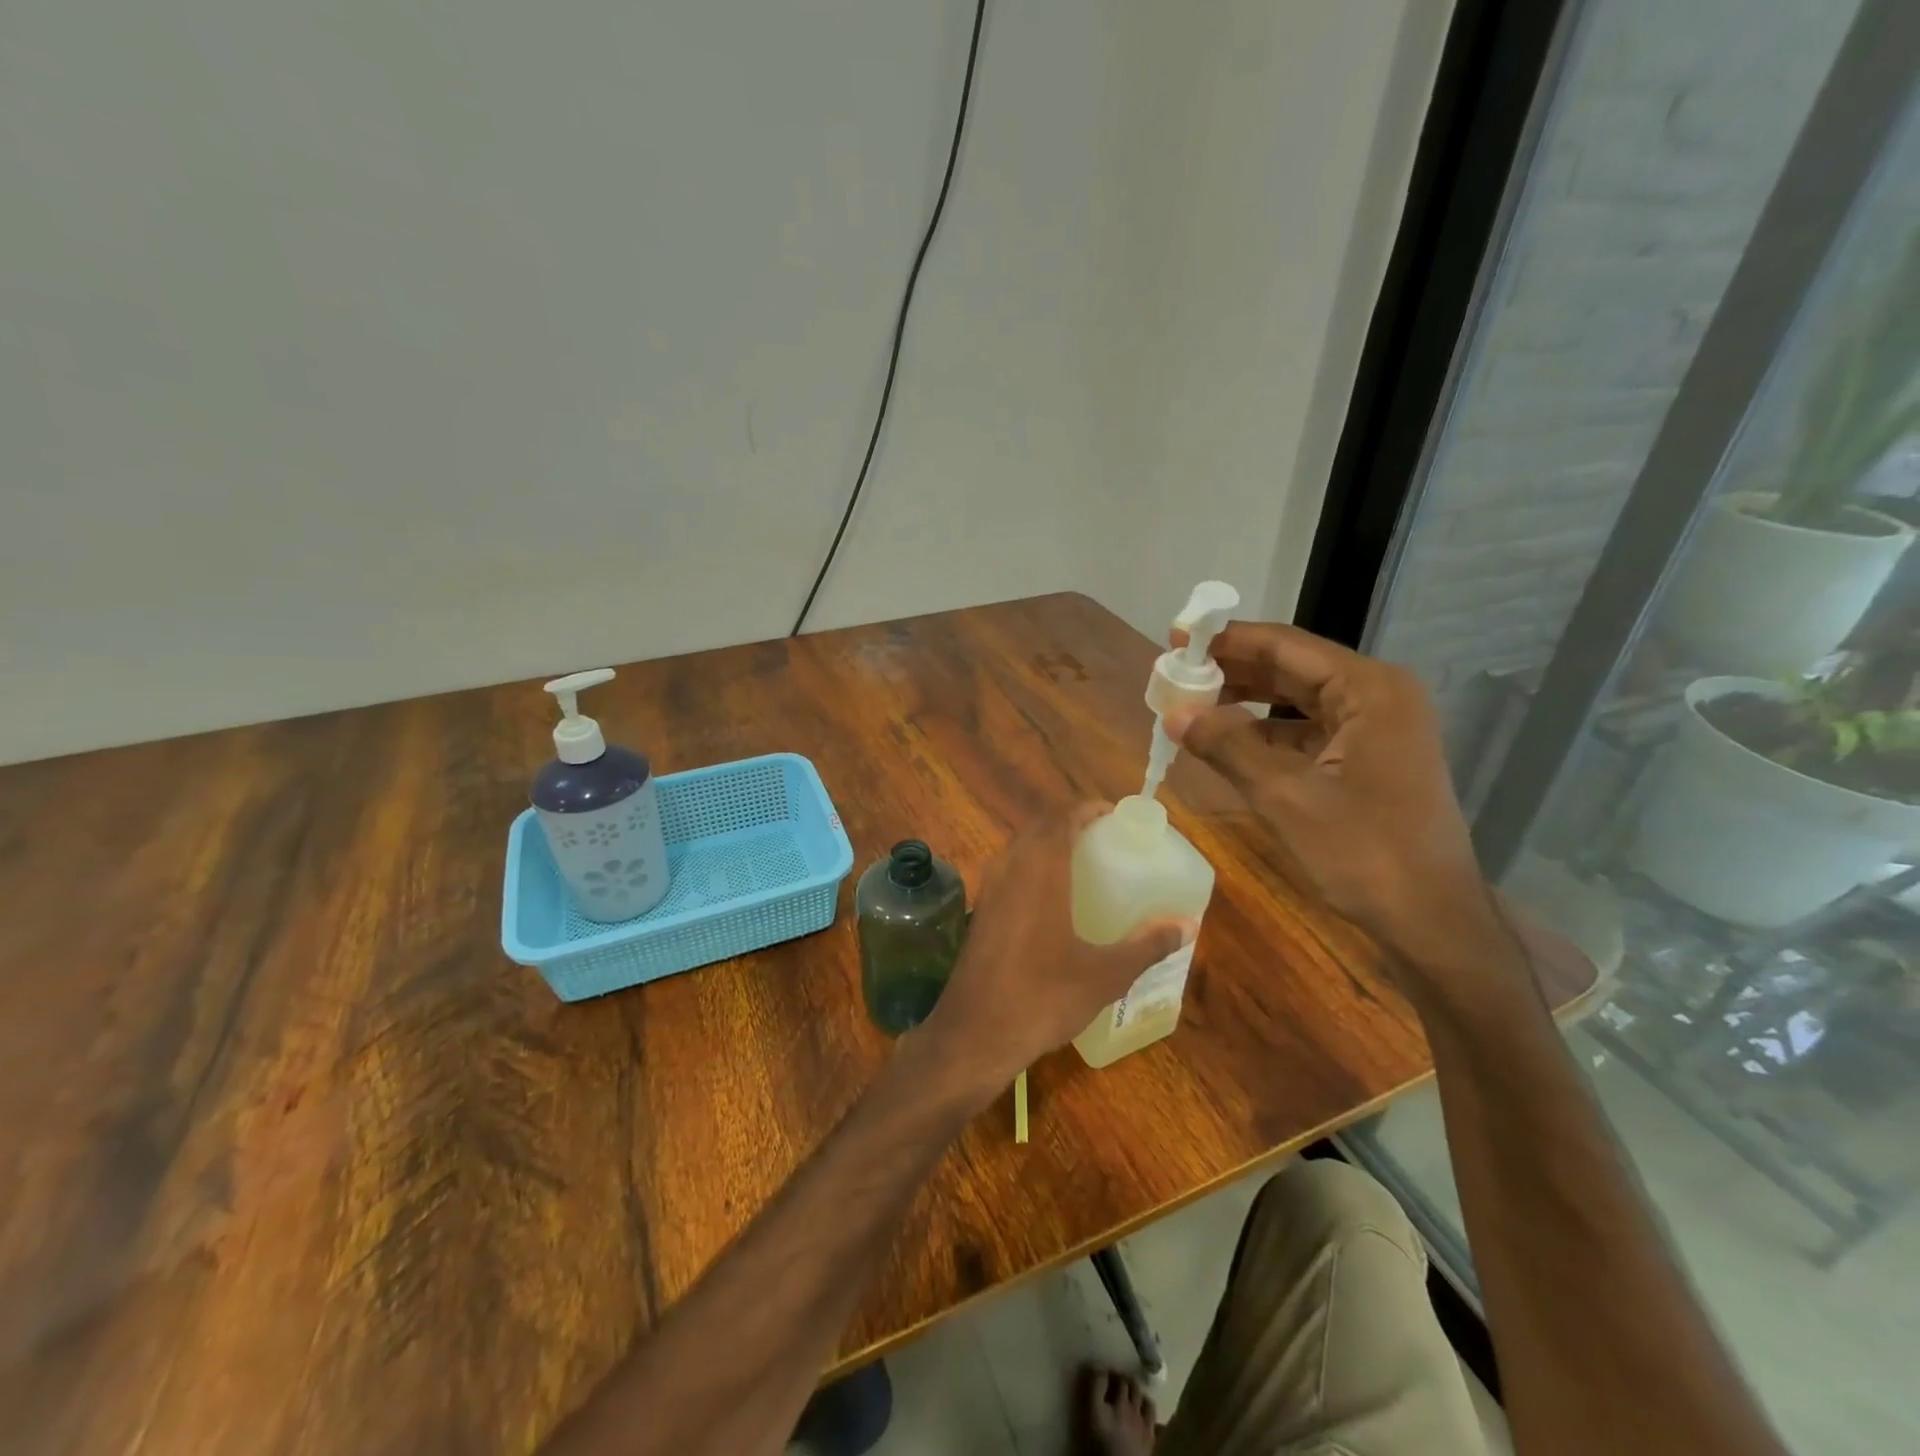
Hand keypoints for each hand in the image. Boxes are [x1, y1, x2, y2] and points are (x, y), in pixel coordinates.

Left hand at [917, 804, 1195, 1092]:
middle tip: (1108, 841)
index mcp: (1041, 867)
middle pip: (1042, 827)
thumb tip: (1187, 926)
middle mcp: (1010, 866)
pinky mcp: (980, 911)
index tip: (1116, 816)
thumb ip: (1146, 945)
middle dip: (1073, 825)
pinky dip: (1033, 869)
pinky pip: (1010, 872)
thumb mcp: (1105, 974)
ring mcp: (989, 887)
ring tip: (1085, 867)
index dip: (1090, 808)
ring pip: (1022, 848)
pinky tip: (1053, 902)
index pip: (1063, 815)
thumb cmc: (1043, 996)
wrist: (973, 1033)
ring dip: (1050, 846)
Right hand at [1166, 623, 1498, 968]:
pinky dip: (1267, 732)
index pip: (1285, 646)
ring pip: (1298, 699)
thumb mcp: (1284, 796)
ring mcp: (1377, 727)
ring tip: (1193, 705)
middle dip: (1233, 670)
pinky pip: (1308, 730)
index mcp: (1368, 690)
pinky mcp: (1370, 757)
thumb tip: (1174, 713)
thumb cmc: (1363, 852)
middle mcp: (1377, 696)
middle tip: (1177, 674)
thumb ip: (1227, 746)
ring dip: (1247, 702)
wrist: (1431, 919)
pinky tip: (1228, 741)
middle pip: (1292, 668)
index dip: (1227, 640)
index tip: (1178, 639)